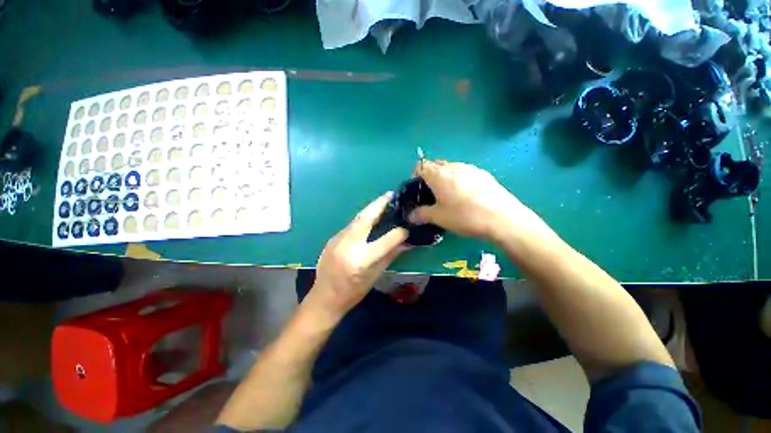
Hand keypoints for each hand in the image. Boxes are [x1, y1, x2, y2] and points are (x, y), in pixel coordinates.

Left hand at [306, 192, 408, 319]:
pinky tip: (369, 218)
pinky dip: (362, 219)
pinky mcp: (332, 238)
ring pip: (357, 219)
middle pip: (365, 219)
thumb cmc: (353, 292)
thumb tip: (406, 243)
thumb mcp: (375, 276)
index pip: (385, 241)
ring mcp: (337, 240)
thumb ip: (390, 256)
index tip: (406, 228)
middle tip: (390, 195)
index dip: (398, 233)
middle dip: (379, 204)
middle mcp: (348, 246)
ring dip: (370, 209)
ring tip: (382, 203)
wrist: (324, 297)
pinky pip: (350, 226)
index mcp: (361, 260)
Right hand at [410, 160, 536, 240]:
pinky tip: (467, 196)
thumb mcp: (439, 217)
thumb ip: (421, 214)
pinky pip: (465, 172)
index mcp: (439, 174)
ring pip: (452, 168)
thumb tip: (411, 216)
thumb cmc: (464, 216)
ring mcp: (471, 168)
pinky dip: (460, 180)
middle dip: (430, 175)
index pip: (421, 165)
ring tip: (450, 195)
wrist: (502, 218)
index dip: (416, 174)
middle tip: (432, 192)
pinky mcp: (484, 174)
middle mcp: (454, 166)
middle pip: (436, 164)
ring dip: (446, 177)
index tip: (418, 188)